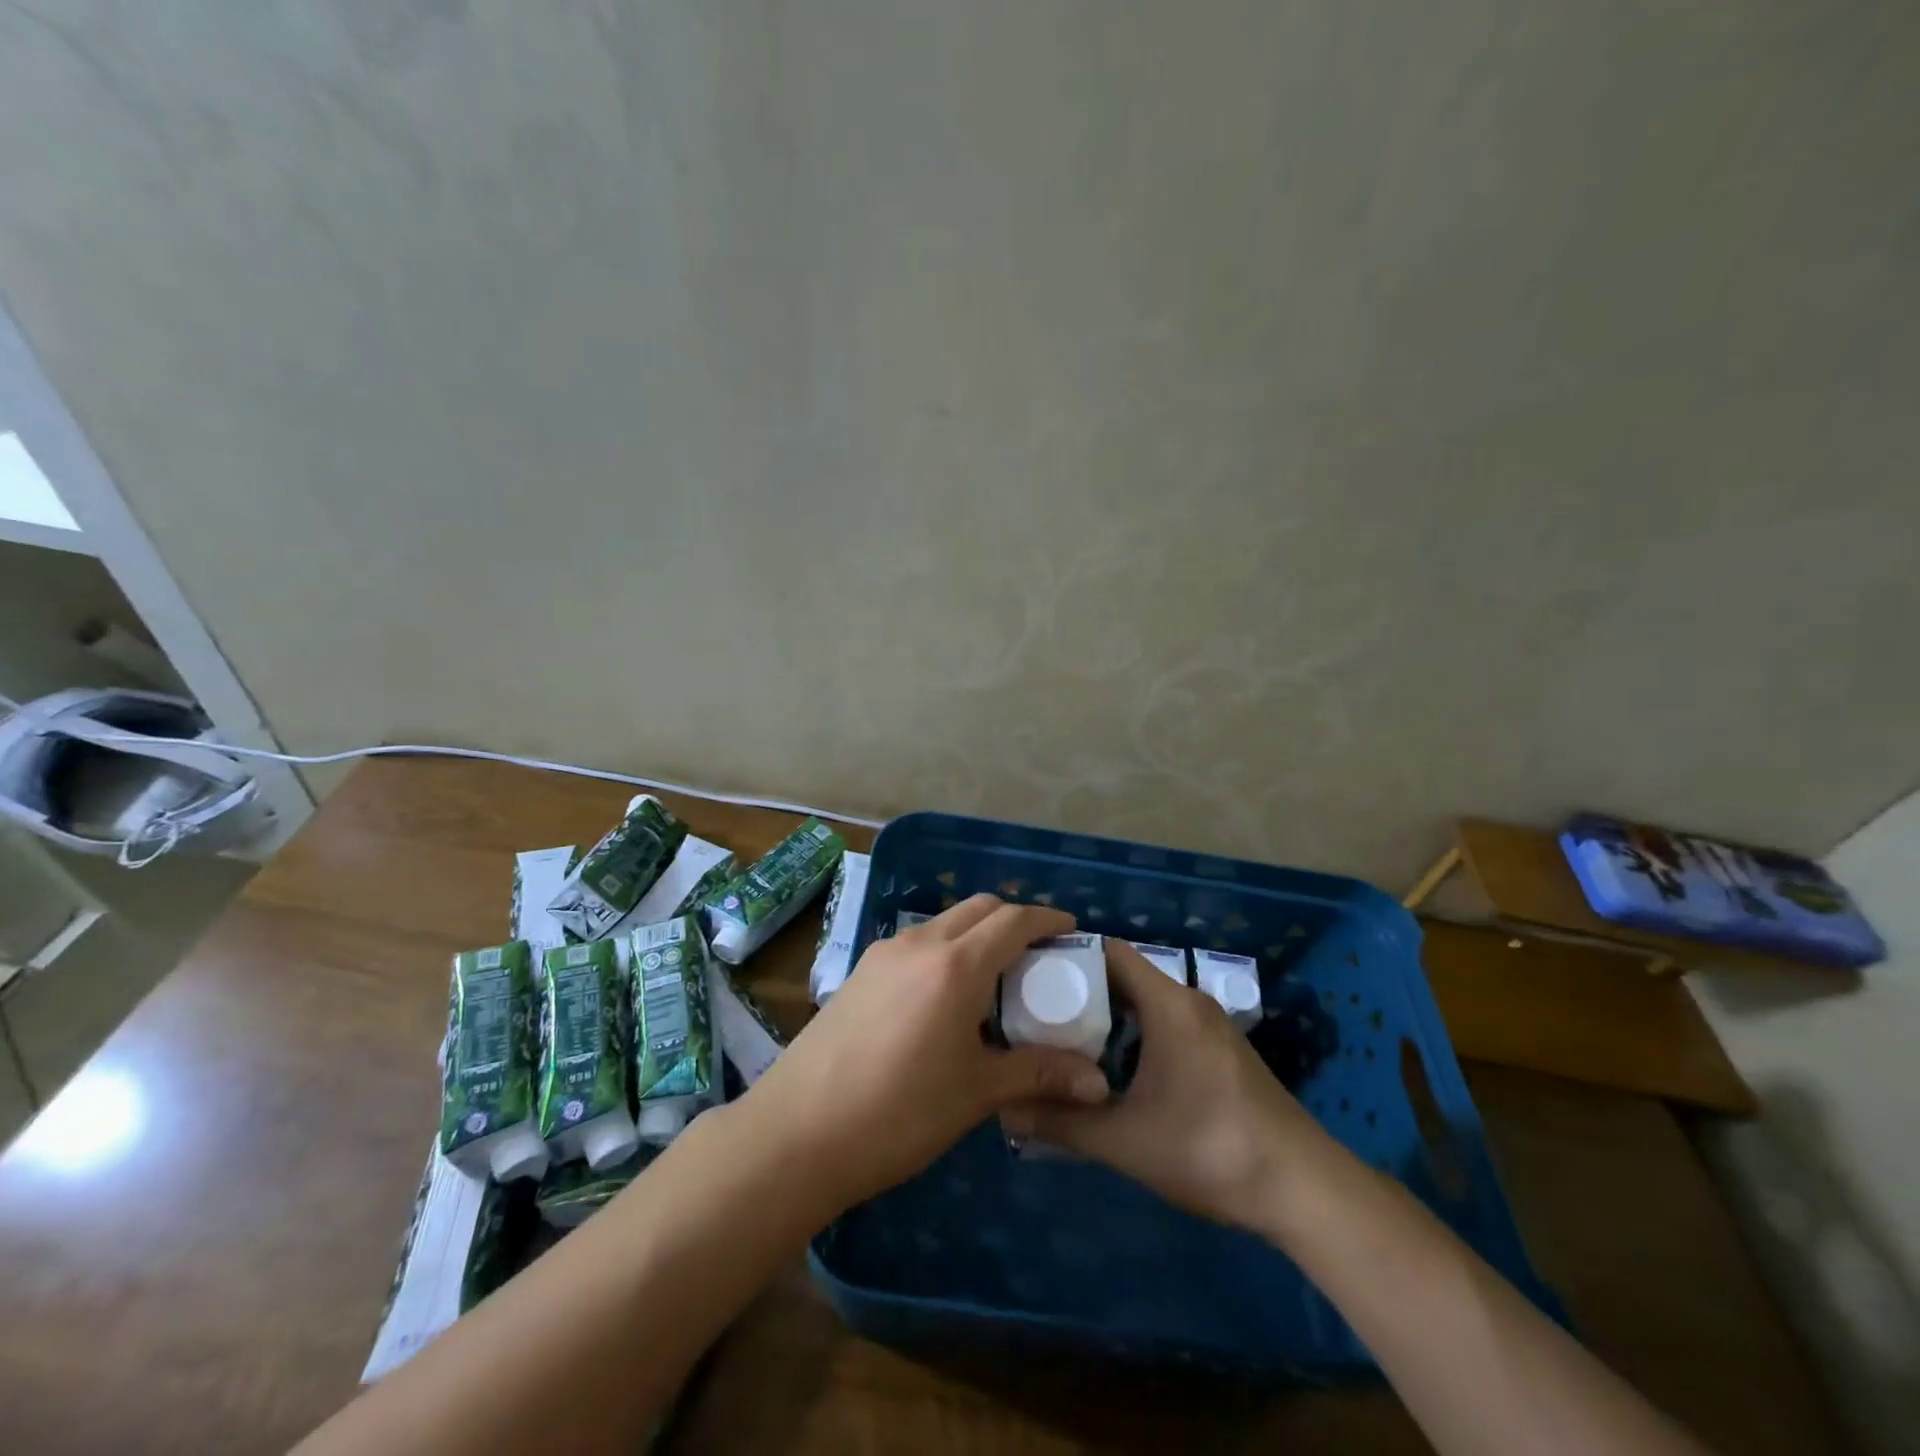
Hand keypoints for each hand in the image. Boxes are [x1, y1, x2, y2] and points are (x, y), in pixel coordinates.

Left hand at [737, 895, 1112, 1210]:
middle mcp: (920, 944)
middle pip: (978, 908)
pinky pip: (915, 945)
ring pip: (943, 923)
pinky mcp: (859, 972)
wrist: (797, 1131)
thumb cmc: (899, 1112)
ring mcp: (883, 954)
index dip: (1047, 920)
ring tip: (993, 979)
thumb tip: (1099, 1083)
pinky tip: (944, 998)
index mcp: (956, 965)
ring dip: (975, 934)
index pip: (1013, 920)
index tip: (1072, 932)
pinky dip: (944, 951)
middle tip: (1037, 956)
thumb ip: (1039, 1075)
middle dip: (1013, 921)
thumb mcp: (976, 1092)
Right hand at [1001, 940, 1336, 1231]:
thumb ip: (1062, 1123)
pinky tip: (1112, 1071)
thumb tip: (1006, 1111)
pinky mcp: (1221, 1052)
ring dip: (1106, 1017)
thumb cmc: (1209, 1148)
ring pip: (1144, 1002)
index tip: (1027, 976)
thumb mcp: (1125, 1140)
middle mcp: (1188, 1001)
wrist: (1304, 1189)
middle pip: (1123, 975)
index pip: (1108, 951)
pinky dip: (1133, 1034)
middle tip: (1034, 1014)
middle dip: (1078, 991)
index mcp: (1167, 1003)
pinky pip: (1164, 1023)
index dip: (1066, 956)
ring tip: (1062, 1042)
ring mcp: (1209, 1026)